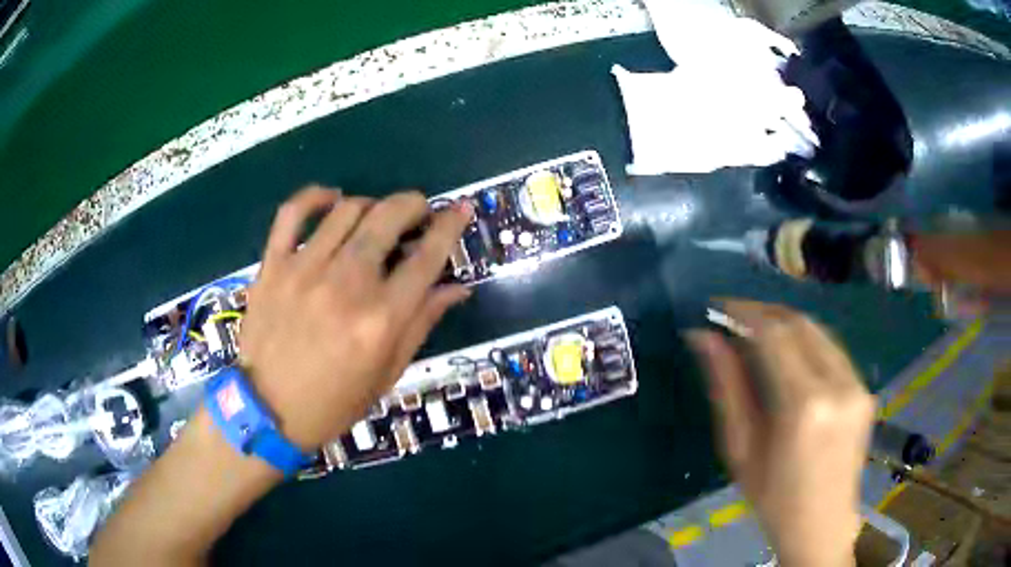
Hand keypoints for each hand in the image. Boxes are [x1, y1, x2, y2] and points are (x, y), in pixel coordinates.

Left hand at [238, 186, 472, 449]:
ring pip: (346, 209)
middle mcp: (346, 285)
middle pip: (387, 218)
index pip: (427, 257)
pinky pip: (292, 214)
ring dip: (371, 205)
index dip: (450, 226)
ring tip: (375, 217)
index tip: (460, 210)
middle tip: (418, 211)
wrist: (268, 410)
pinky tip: (330, 200)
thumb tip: (457, 288)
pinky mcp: (273, 266)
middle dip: (413, 204)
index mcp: (381, 319)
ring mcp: (304, 270)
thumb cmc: (334, 402)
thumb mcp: (387, 373)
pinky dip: (314, 197)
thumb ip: (421, 324)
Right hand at [688, 300, 874, 566]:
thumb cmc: (773, 499)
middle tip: (734, 315)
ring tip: (756, 331)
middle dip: (765, 312)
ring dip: (786, 323)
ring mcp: (858, 385)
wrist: (822, 525)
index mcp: (804, 406)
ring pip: (819, 330)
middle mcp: (839, 385)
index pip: (774, 334)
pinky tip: (789, 354)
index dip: (744, 311)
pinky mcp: (866, 390)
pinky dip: (807, 341)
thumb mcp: (740, 449)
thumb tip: (703, 337)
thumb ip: (726, 388)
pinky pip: (833, 350)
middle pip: (800, 323)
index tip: (718, 306)